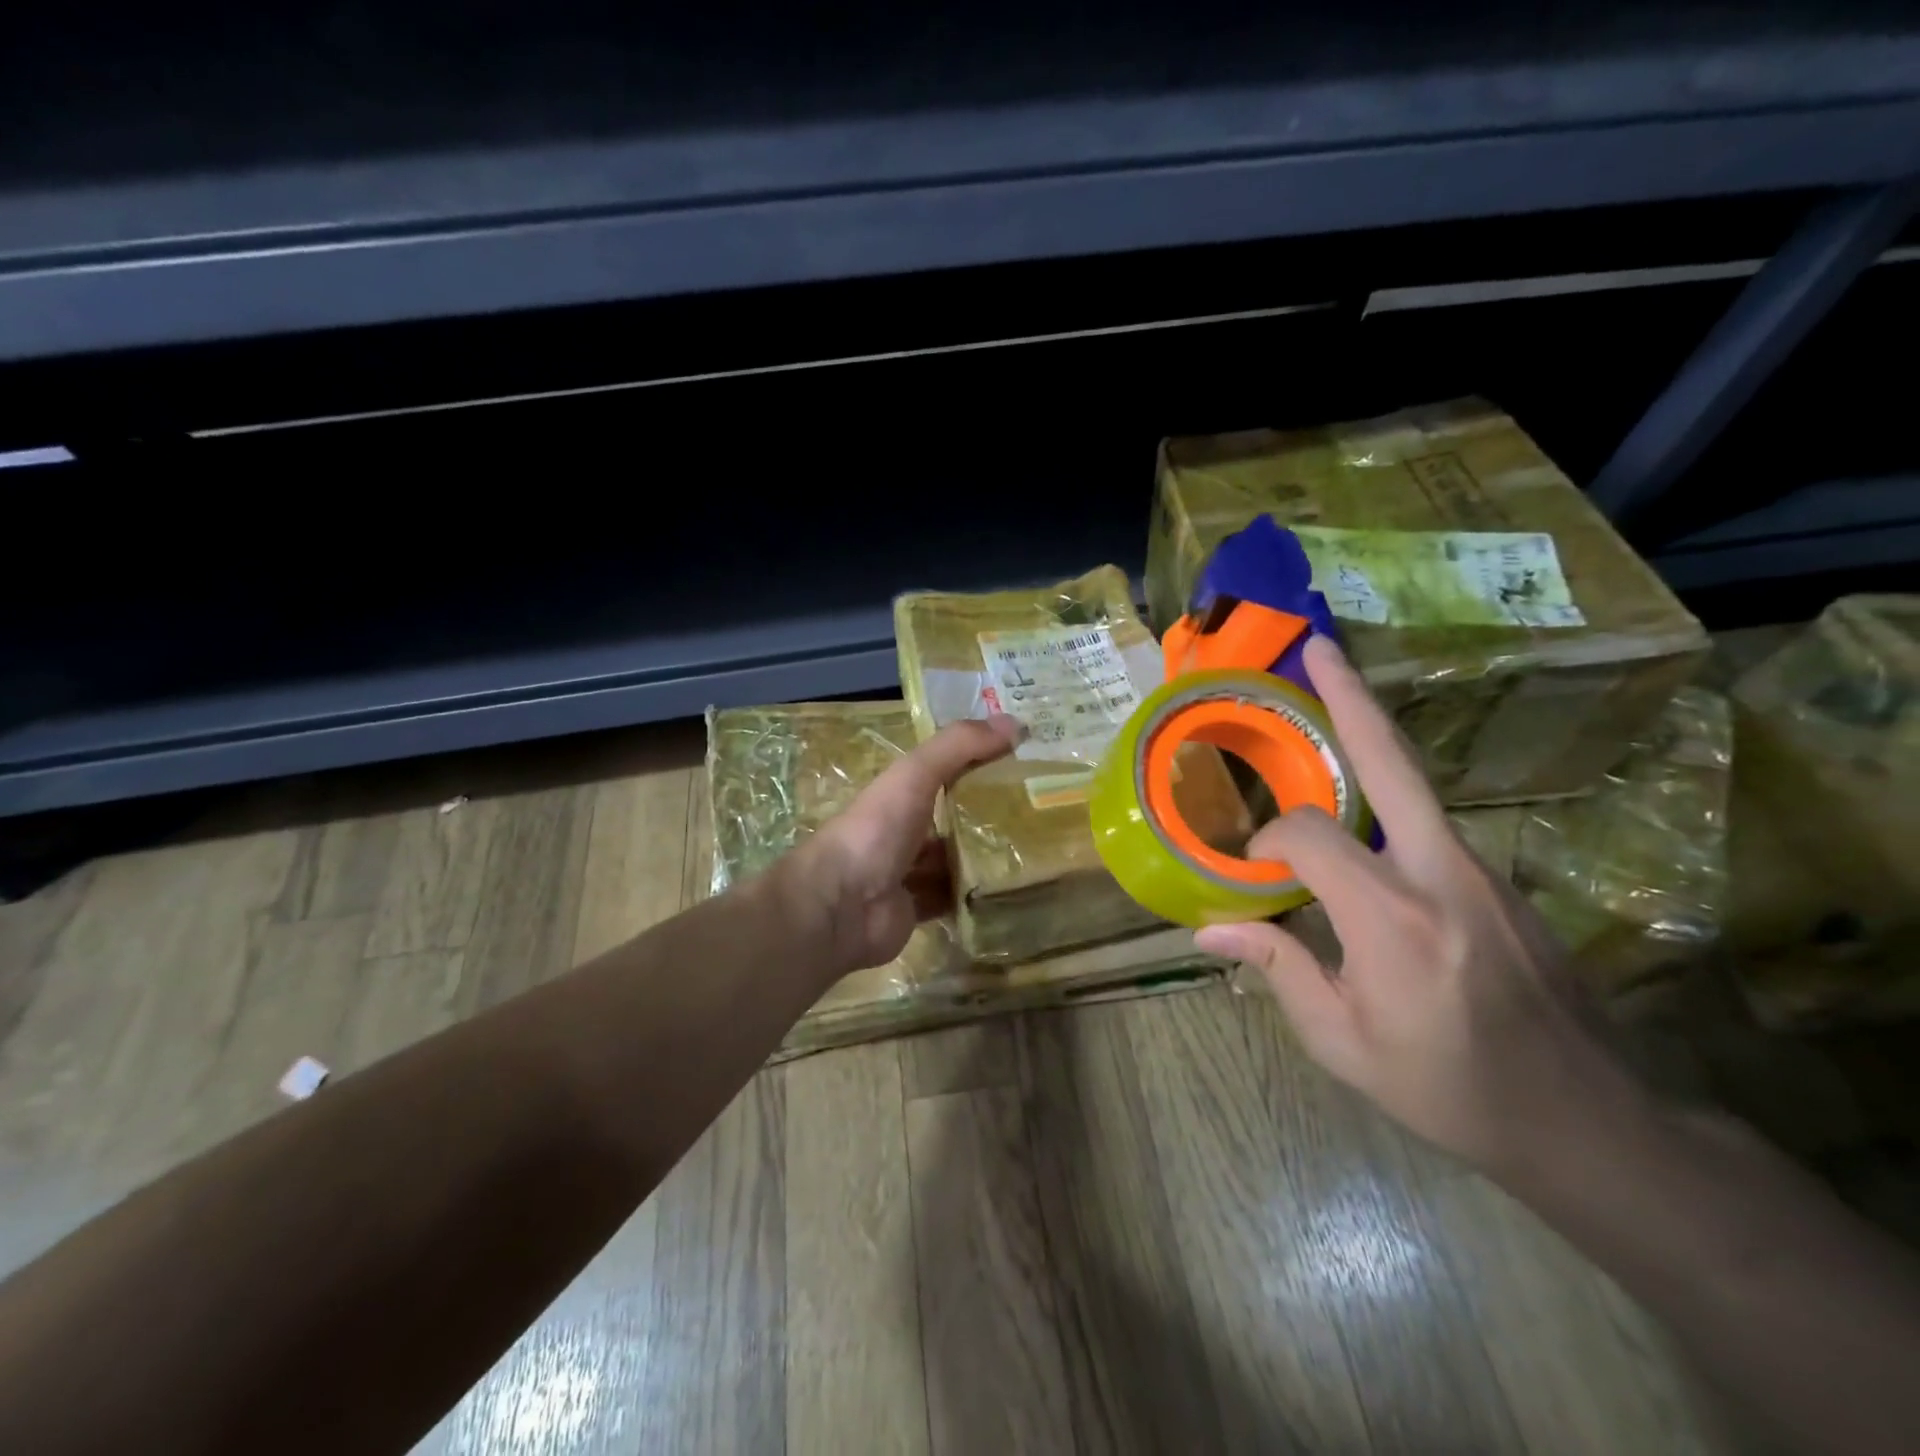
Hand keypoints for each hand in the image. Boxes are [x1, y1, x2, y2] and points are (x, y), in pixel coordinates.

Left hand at [783, 715, 1024, 974]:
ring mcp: (908, 872)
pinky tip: (1013, 889)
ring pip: (955, 860)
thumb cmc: (876, 831)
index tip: (1023, 760)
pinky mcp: (918, 910)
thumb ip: (959, 746)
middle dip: (989, 814)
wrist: (840, 907)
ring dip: (986, 856)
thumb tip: (1017, 723)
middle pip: (952, 817)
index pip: (943, 771)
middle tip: (1042, 811)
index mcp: (898, 794)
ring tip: (1038, 849)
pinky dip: (977, 896)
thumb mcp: (916, 775)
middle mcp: (902, 830)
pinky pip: (954, 899)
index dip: (979, 762)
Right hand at [1194, 637, 1645, 1174]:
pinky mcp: (1497, 878)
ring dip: (1368, 732)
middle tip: (1318, 645)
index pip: (1308, 837)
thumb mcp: (1343, 1042)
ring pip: (1414, 781)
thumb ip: (1277, 968)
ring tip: (1330, 691)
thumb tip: (1208, 928)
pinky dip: (1386, 788)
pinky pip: (1427, 818)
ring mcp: (1480, 869)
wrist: (1589, 1119)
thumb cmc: (1449, 1087)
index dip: (1268, 840)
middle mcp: (1441, 874)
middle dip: (1351, 696)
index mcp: (1392, 919)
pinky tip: (1359, 797)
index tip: (1252, 867)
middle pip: (1390, 761)